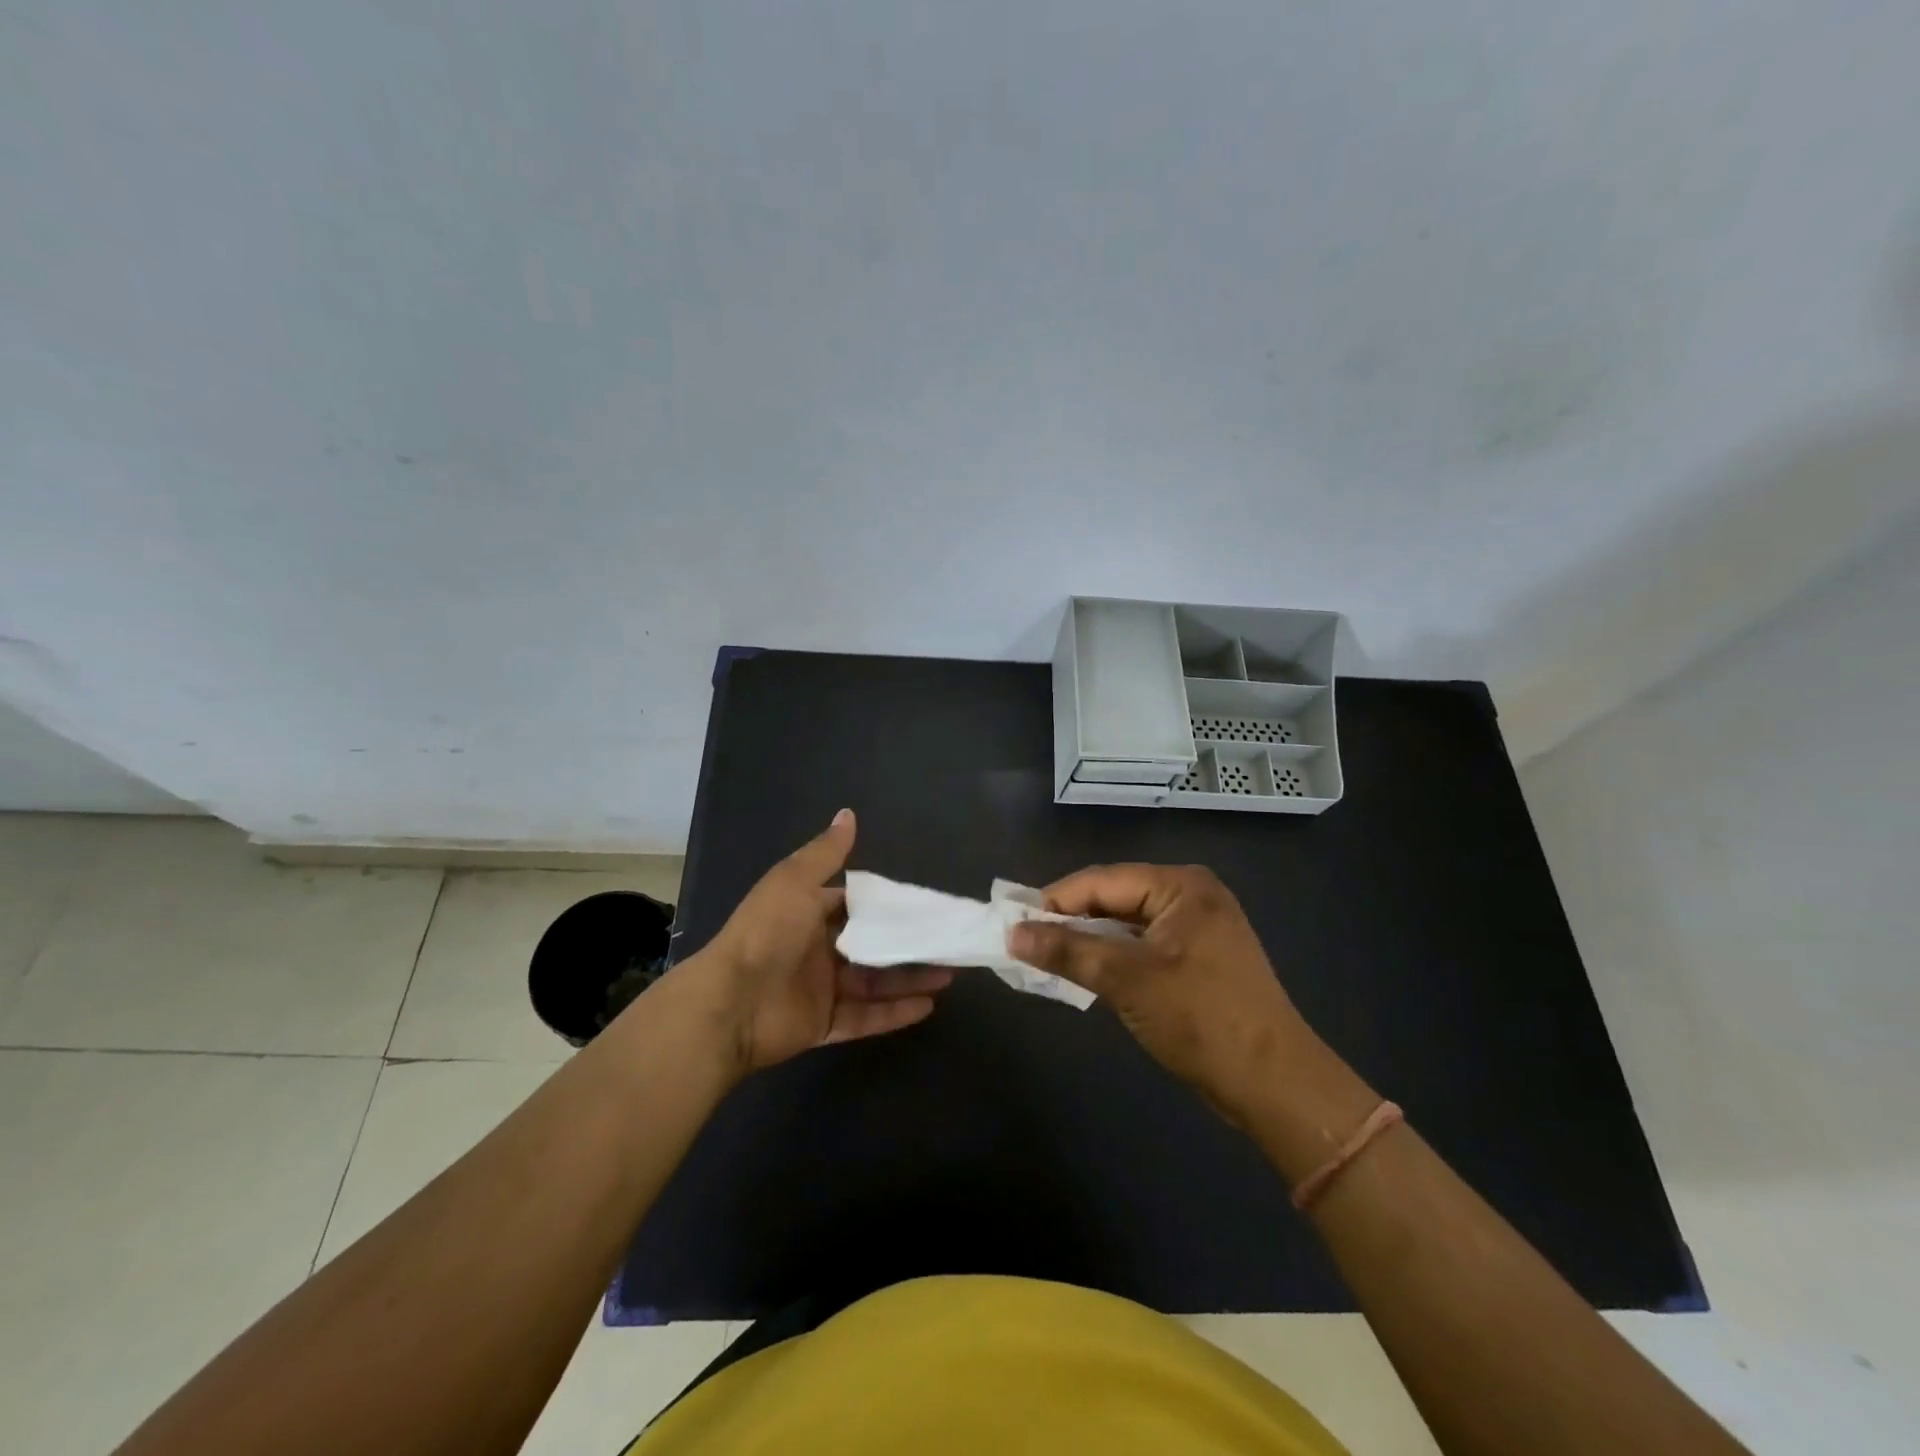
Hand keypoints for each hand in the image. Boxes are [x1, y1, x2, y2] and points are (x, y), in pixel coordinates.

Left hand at [687, 809, 952, 1075]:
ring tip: (949, 974)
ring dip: (910, 978)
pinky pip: (866, 1018)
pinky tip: (928, 1006)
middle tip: (947, 941)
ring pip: (875, 983)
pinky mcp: (824, 1025)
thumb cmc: (767, 933)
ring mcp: (821, 990)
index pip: (855, 906)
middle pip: (870, 946)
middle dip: (907, 944)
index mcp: (808, 913)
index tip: (924, 904)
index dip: (887, 905)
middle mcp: (816, 950)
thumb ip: (826, 853)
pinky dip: (895, 1013)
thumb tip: (848, 813)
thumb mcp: (795, 882)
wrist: (730, 1003)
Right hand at [1008, 863, 1311, 1122]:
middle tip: (1024, 941)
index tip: (1012, 922)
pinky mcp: (1199, 958)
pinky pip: (1143, 945)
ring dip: (1088, 940)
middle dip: (1070, 920)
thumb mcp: (1126, 980)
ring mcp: (1198, 927)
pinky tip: (1085, 971)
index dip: (1054, 900)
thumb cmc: (1200, 1019)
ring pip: (1126, 924)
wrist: (1274, 1084)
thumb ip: (1067, 950)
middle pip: (1114, 898)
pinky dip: (1112, 957)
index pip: (1101, 881)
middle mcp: (1190, 895)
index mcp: (1180, 885)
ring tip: (1046, 956)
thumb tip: (1013, 933)